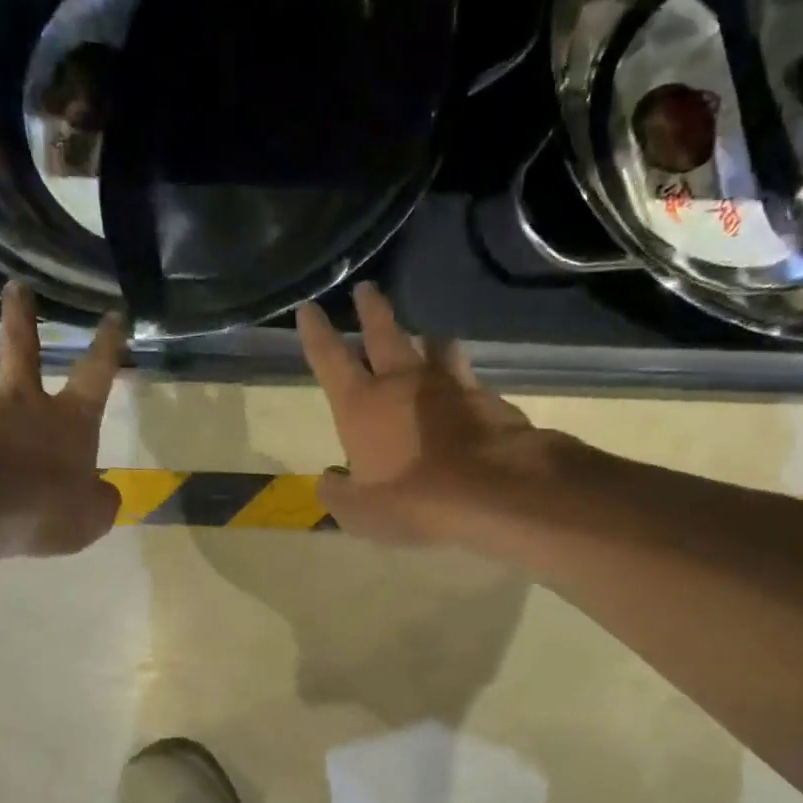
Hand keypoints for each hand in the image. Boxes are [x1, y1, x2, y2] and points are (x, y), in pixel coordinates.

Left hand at [0, 282, 124, 556]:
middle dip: (22, 317)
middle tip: (16, 287)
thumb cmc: (44, 511)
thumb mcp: (90, 518)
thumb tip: (102, 492)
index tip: (113, 315)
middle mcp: (22, 404)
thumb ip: (99, 501)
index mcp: (69, 421)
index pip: (96, 374)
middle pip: (23, 349)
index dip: (108, 345)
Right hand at [298, 282, 561, 548]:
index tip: (308, 308)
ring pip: (434, 347)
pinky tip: (465, 389)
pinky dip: (460, 377)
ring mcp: (449, 385)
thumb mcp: (360, 513)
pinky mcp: (488, 398)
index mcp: (362, 404)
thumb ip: (337, 494)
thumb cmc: (413, 501)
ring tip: (428, 335)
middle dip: (371, 310)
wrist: (493, 491)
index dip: (316, 333)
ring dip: (426, 339)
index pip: (329, 358)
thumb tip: (329, 480)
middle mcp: (403, 382)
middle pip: (383, 334)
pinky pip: (468, 378)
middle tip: (366, 288)